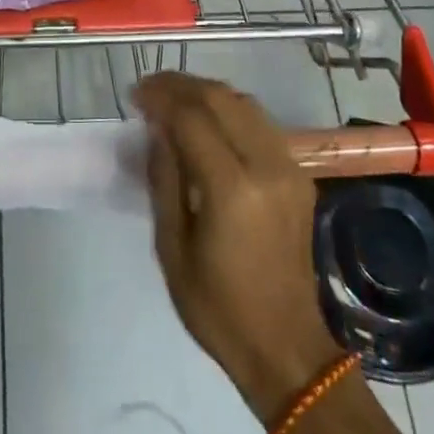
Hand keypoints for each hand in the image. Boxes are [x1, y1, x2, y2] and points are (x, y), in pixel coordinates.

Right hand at [135, 72, 341, 422]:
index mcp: (232, 189)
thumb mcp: (171, 247)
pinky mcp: (298, 174)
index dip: (160, 97)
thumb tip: (157, 128)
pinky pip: (260, 122)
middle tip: (150, 90)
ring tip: (174, 98)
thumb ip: (163, 178)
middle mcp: (266, 166)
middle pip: (221, 99)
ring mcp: (288, 167)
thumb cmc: (217, 308)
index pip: (192, 117)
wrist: (286, 348)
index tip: (135, 95)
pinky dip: (229, 108)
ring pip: (244, 102)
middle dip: (181, 85)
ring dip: (206, 92)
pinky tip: (206, 118)